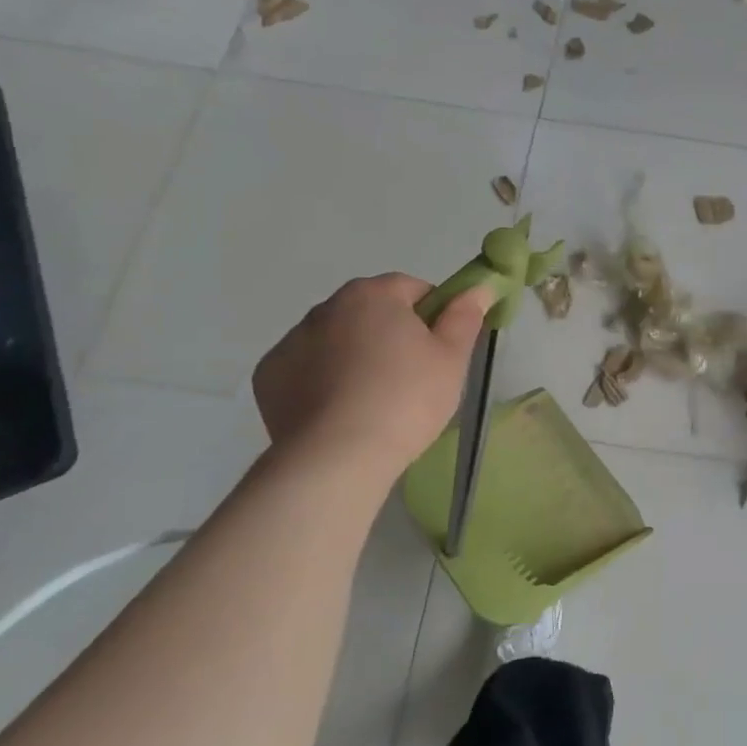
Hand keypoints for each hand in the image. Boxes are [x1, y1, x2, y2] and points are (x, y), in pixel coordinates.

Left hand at [253, 274, 492, 476]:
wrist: (337, 457)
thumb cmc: (406, 400)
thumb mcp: (452, 358)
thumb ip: (465, 316)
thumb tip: (478, 288)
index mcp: (373, 295)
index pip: (413, 288)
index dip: (433, 315)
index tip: (439, 350)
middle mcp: (326, 307)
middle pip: (371, 312)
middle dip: (390, 334)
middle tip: (410, 378)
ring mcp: (291, 340)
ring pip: (336, 339)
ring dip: (354, 355)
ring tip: (372, 401)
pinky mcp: (268, 376)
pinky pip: (305, 368)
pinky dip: (321, 381)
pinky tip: (338, 412)